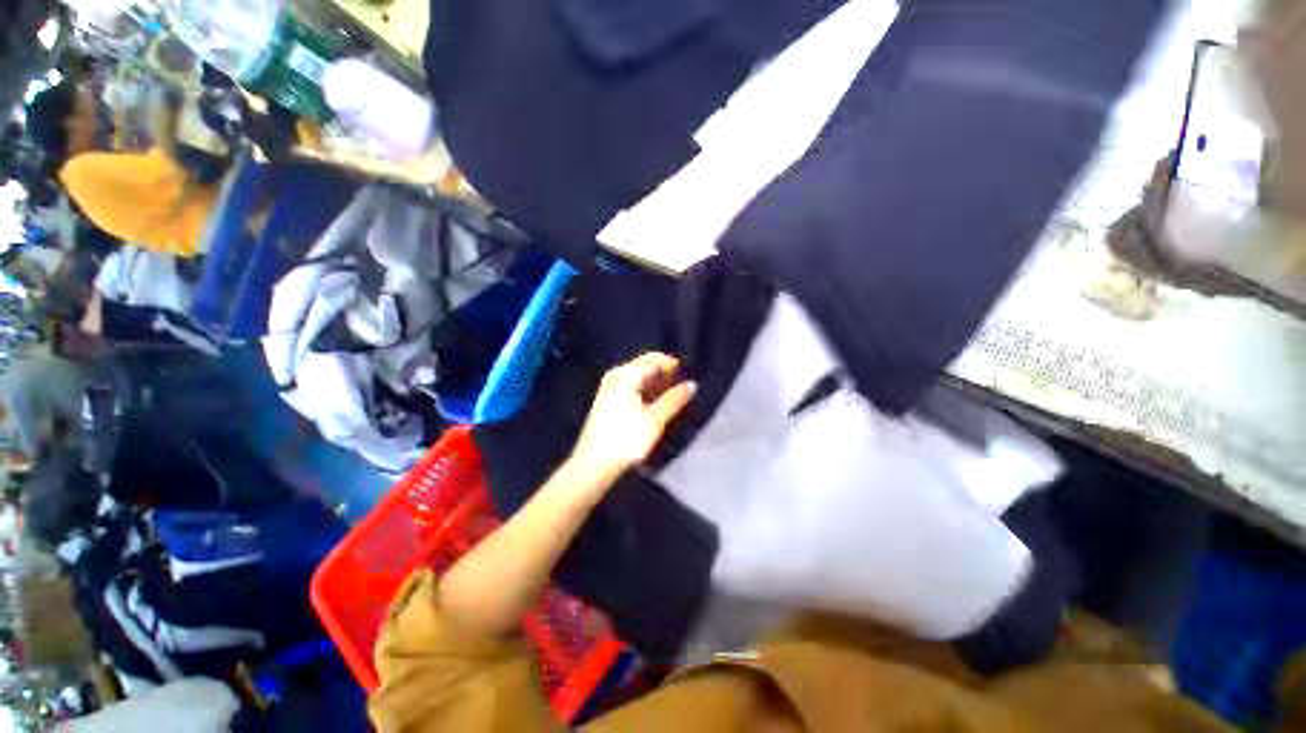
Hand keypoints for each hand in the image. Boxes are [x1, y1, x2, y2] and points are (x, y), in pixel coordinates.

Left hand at [567, 353, 696, 485]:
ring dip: (656, 384)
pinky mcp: (607, 399)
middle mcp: (615, 375)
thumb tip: (692, 385)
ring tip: (672, 398)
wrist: (594, 464)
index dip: (672, 365)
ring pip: (638, 377)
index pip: (653, 359)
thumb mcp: (655, 420)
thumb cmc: (626, 439)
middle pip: (645, 366)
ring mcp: (609, 387)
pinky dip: (645, 391)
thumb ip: (674, 399)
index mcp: (625, 375)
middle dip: (664, 374)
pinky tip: (655, 404)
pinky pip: (631, 386)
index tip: (688, 376)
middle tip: (681, 389)